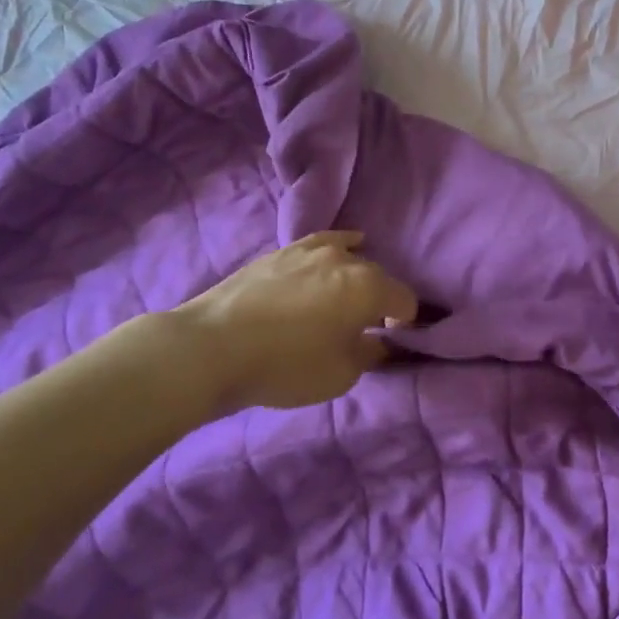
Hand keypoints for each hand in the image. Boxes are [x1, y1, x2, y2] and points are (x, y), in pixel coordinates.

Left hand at [165, 231, 417, 411]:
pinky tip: (342, 248)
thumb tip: (377, 342)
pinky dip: (338, 248)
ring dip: (355, 278)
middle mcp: (347, 259)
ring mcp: (312, 250)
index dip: (404, 323)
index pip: (405, 301)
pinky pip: (323, 243)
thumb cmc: (285, 365)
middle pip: (379, 277)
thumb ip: (368, 355)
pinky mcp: (283, 251)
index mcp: (369, 288)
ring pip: (350, 258)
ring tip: (344, 298)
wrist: (213, 346)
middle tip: (362, 328)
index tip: (389, 342)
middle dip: (379, 300)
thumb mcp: (339, 376)